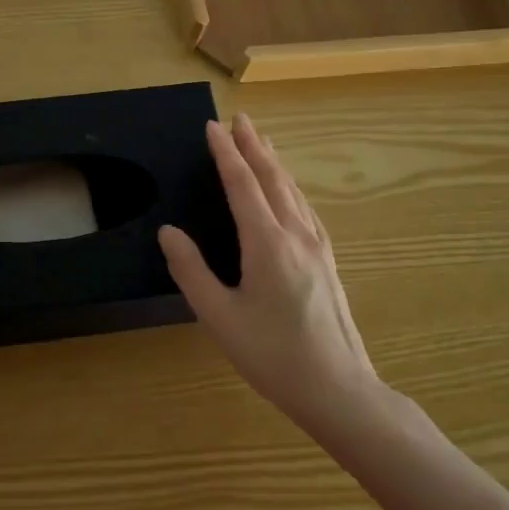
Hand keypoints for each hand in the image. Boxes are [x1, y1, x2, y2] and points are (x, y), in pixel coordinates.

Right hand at [160, 115, 409, 447]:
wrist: (340, 390)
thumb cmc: (273, 356)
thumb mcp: (220, 317)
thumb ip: (191, 271)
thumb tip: (169, 232)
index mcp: (267, 244)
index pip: (242, 185)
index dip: (225, 154)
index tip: (212, 127)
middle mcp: (296, 235)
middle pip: (272, 179)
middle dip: (254, 146)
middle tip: (240, 119)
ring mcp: (318, 247)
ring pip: (293, 192)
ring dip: (274, 162)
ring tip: (262, 142)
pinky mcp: (328, 262)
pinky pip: (305, 209)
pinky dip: (290, 187)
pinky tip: (289, 192)